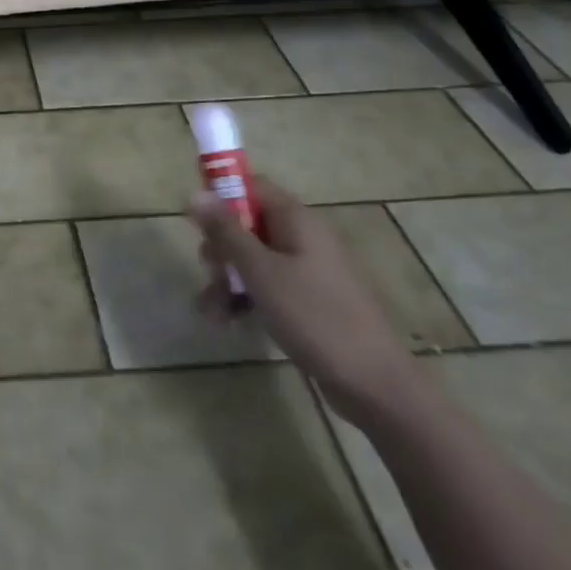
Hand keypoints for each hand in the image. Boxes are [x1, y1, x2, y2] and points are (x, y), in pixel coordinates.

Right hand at [189, 176, 419, 427]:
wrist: (374, 384)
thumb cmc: (315, 317)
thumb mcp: (261, 271)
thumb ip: (226, 231)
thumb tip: (195, 192)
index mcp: (296, 220)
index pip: (252, 185)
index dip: (221, 194)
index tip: (196, 218)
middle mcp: (303, 237)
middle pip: (247, 224)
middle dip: (221, 247)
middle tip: (210, 270)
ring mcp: (308, 270)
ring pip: (253, 259)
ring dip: (228, 279)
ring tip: (211, 310)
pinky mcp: (309, 301)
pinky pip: (268, 286)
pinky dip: (246, 298)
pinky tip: (228, 321)